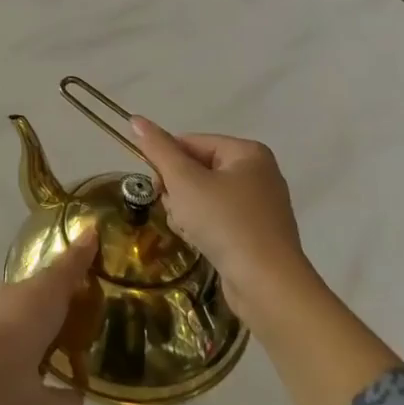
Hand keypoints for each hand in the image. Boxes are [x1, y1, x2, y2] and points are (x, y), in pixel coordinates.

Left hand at [0, 232, 98, 404]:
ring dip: (53, 358)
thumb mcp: (49, 285)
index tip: (72, 287)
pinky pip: (45, 394)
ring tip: (85, 356)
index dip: (45, 287)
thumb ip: (71, 264)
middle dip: (47, 322)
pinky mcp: (16, 398)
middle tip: (82, 320)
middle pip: (27, 323)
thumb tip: (92, 228)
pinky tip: (84, 396)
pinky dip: (62, 395)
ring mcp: (5, 366)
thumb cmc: (18, 321)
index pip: (23, 289)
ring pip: (32, 358)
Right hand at [130, 117, 313, 330]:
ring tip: (191, 231)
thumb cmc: (225, 223)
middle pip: (197, 170)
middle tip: (177, 211)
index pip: (190, 142)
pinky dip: (204, 228)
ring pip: (204, 197)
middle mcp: (259, 173)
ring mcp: (260, 206)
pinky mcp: (257, 234)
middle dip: (178, 191)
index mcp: (247, 152)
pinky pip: (218, 219)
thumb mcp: (184, 181)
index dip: (167, 163)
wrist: (267, 285)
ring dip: (187, 212)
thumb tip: (135, 119)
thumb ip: (158, 149)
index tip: (157, 188)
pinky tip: (201, 243)